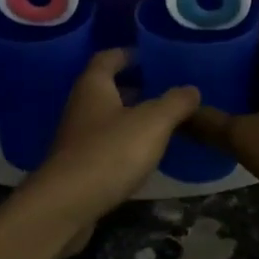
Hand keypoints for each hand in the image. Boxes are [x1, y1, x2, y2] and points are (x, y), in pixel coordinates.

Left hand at [20, 50, 200, 243]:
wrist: (67, 205)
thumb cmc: (109, 152)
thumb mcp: (152, 123)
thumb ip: (174, 103)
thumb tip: (191, 89)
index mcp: (94, 86)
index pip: (108, 58)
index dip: (128, 54)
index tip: (149, 56)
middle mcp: (81, 106)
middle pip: (106, 88)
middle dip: (133, 87)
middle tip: (162, 89)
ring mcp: (76, 138)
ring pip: (106, 118)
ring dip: (129, 117)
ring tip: (160, 122)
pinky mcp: (77, 166)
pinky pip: (104, 145)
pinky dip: (123, 143)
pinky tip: (143, 155)